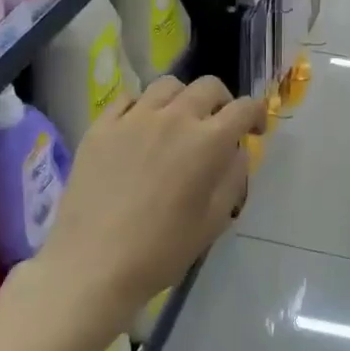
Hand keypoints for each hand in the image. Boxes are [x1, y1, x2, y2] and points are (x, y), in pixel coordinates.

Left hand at [35, 76, 263, 331]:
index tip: (254, 131)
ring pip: (168, 85)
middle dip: (222, 102)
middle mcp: (174, 118)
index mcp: (207, 142)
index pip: (244, 108)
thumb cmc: (161, 251)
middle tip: (218, 125)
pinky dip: (143, 107)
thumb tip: (235, 152)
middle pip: (208, 86)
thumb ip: (232, 179)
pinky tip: (140, 128)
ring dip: (183, 99)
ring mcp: (133, 118)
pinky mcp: (101, 126)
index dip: (256, 114)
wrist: (92, 265)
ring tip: (178, 123)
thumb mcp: (213, 222)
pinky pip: (128, 99)